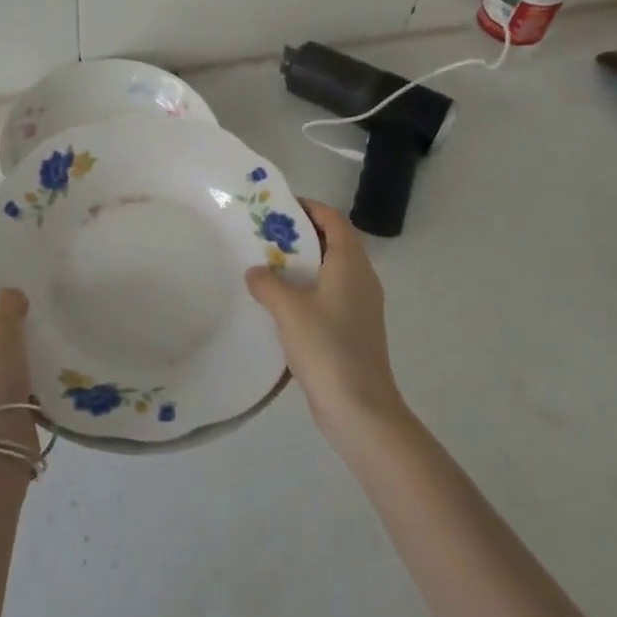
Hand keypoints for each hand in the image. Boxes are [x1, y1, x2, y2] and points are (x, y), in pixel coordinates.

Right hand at [245, 200, 404, 436]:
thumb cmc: (327, 348)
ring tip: (267, 266)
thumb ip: (268, 284)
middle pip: (333, 243)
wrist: (360, 408)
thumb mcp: (289, 310)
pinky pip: (330, 295)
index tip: (278, 207)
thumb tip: (255, 271)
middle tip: (265, 236)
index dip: (309, 208)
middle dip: (301, 235)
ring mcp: (360, 306)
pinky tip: (281, 304)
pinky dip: (308, 290)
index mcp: (350, 264)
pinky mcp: (354, 330)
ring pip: (330, 271)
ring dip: (302, 265)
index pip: (334, 220)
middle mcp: (361, 279)